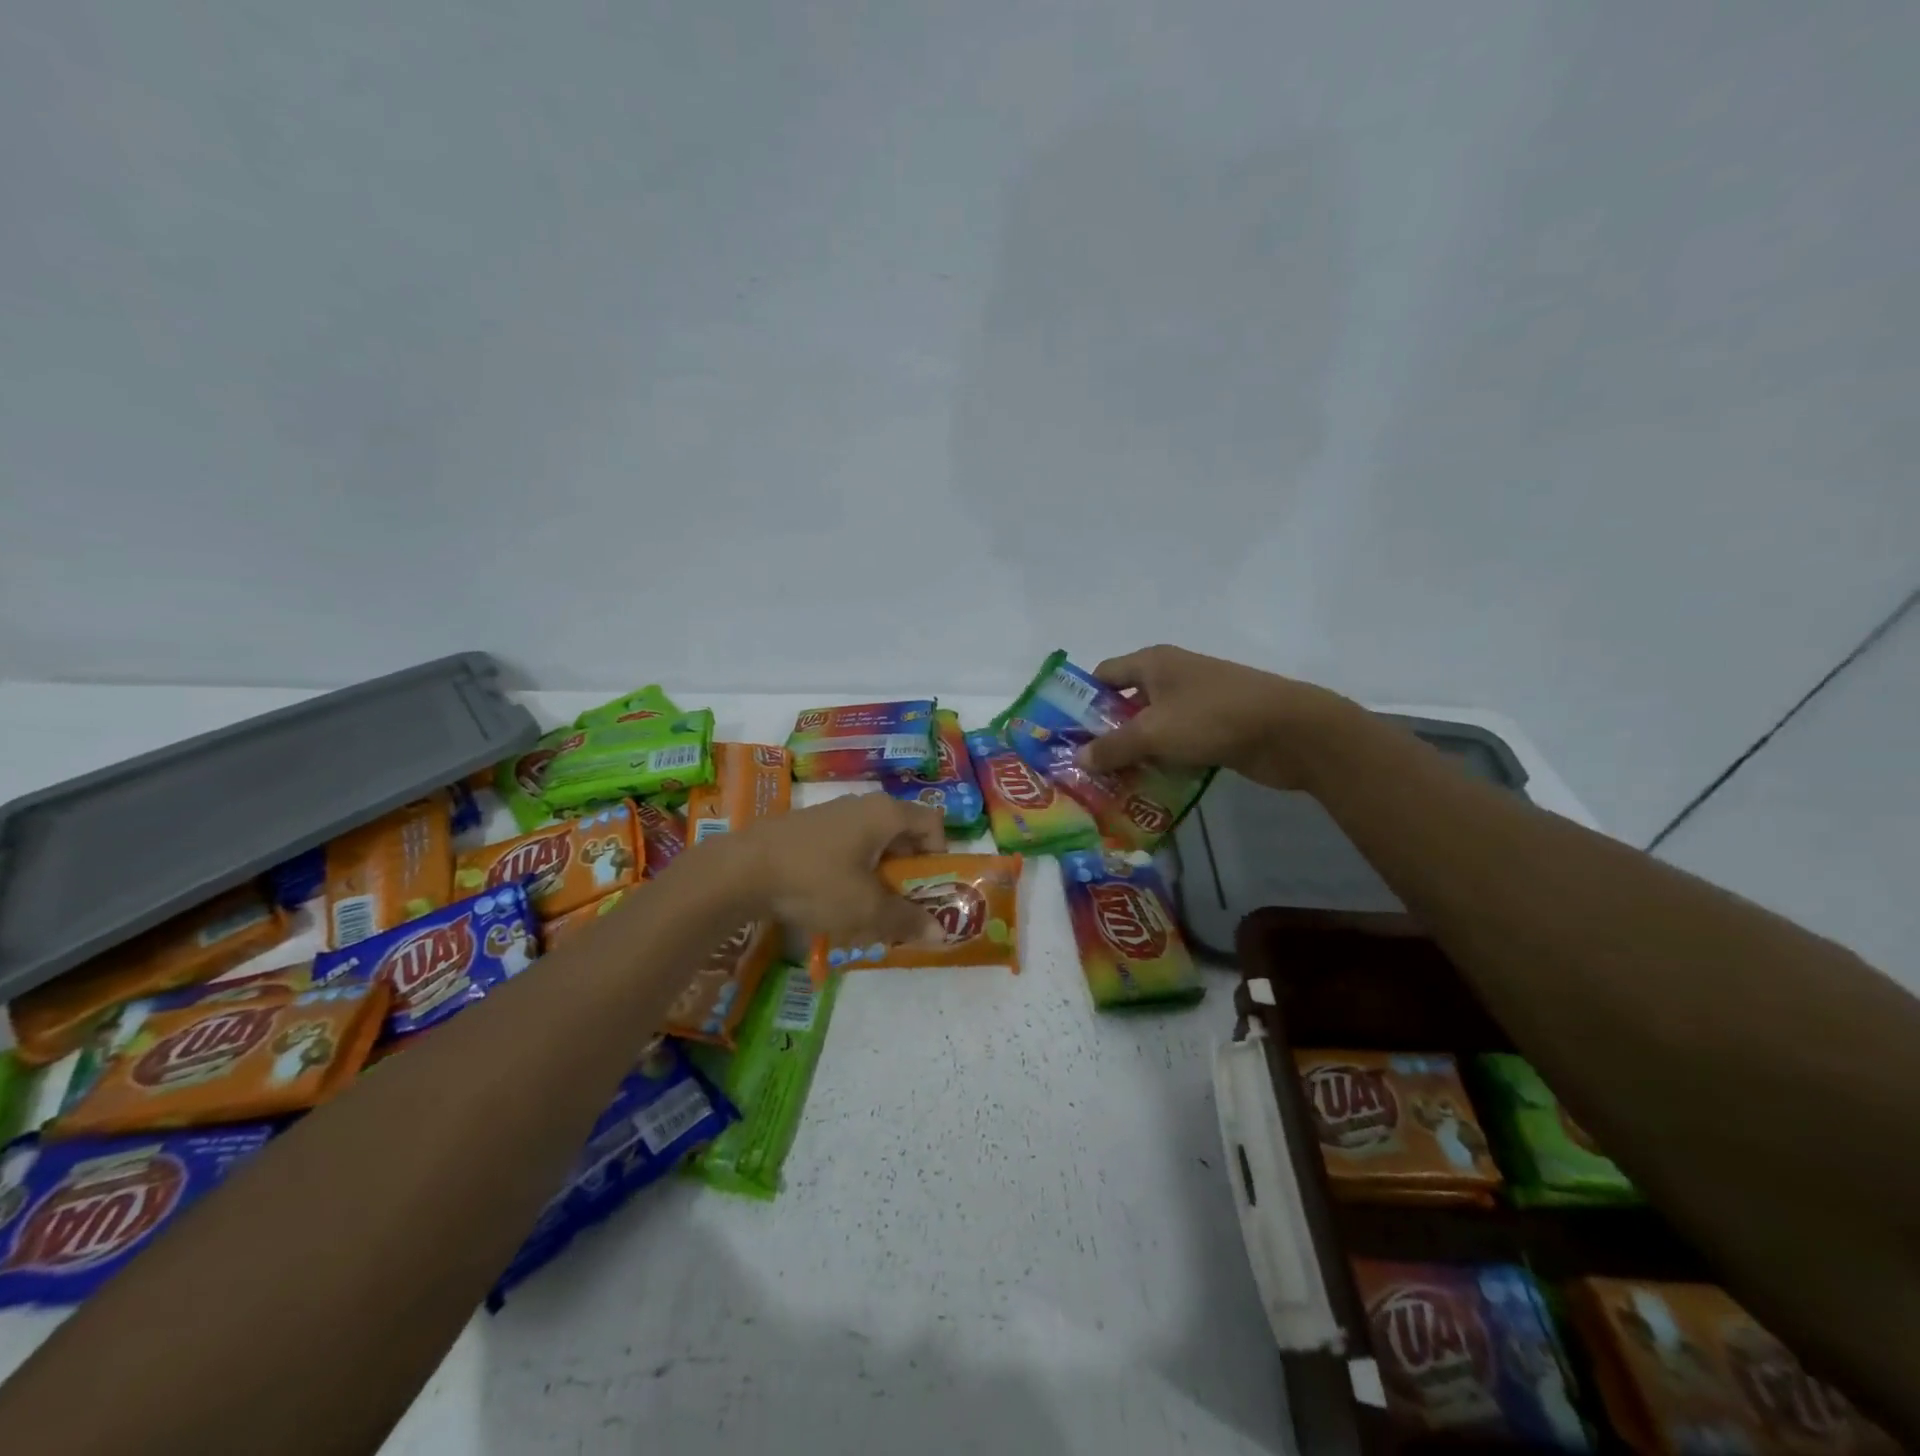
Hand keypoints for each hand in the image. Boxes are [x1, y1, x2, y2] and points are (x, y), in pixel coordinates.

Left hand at [731, 794, 947, 944]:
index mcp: (886, 814)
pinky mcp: (807, 828)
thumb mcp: (867, 910)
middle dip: (908, 872)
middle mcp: (863, 805)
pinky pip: (845, 847)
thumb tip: (941, 934)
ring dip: (878, 875)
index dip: (940, 856)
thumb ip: (906, 921)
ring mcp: (832, 814)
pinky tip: (831, 900)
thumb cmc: (816, 882)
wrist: (741, 870)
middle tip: (901, 907)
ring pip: (872, 843)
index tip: (928, 889)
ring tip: (866, 910)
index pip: (933, 824)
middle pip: (903, 834)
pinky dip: (850, 871)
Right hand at [1078, 645, 1359, 790]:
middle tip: (1083, 767)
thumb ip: (1112, 746)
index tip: (1065, 734)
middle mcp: (1171, 677)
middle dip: (1105, 735)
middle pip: (1126, 704)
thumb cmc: (1212, 718)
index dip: (1082, 701)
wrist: (1290, 730)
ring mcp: (1195, 703)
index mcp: (1153, 663)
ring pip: (1152, 729)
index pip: (1104, 676)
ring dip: (1134, 754)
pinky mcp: (1214, 729)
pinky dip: (1161, 763)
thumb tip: (1078, 758)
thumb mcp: (1153, 732)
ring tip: (1108, 786)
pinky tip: (1146, 790)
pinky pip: (1176, 745)